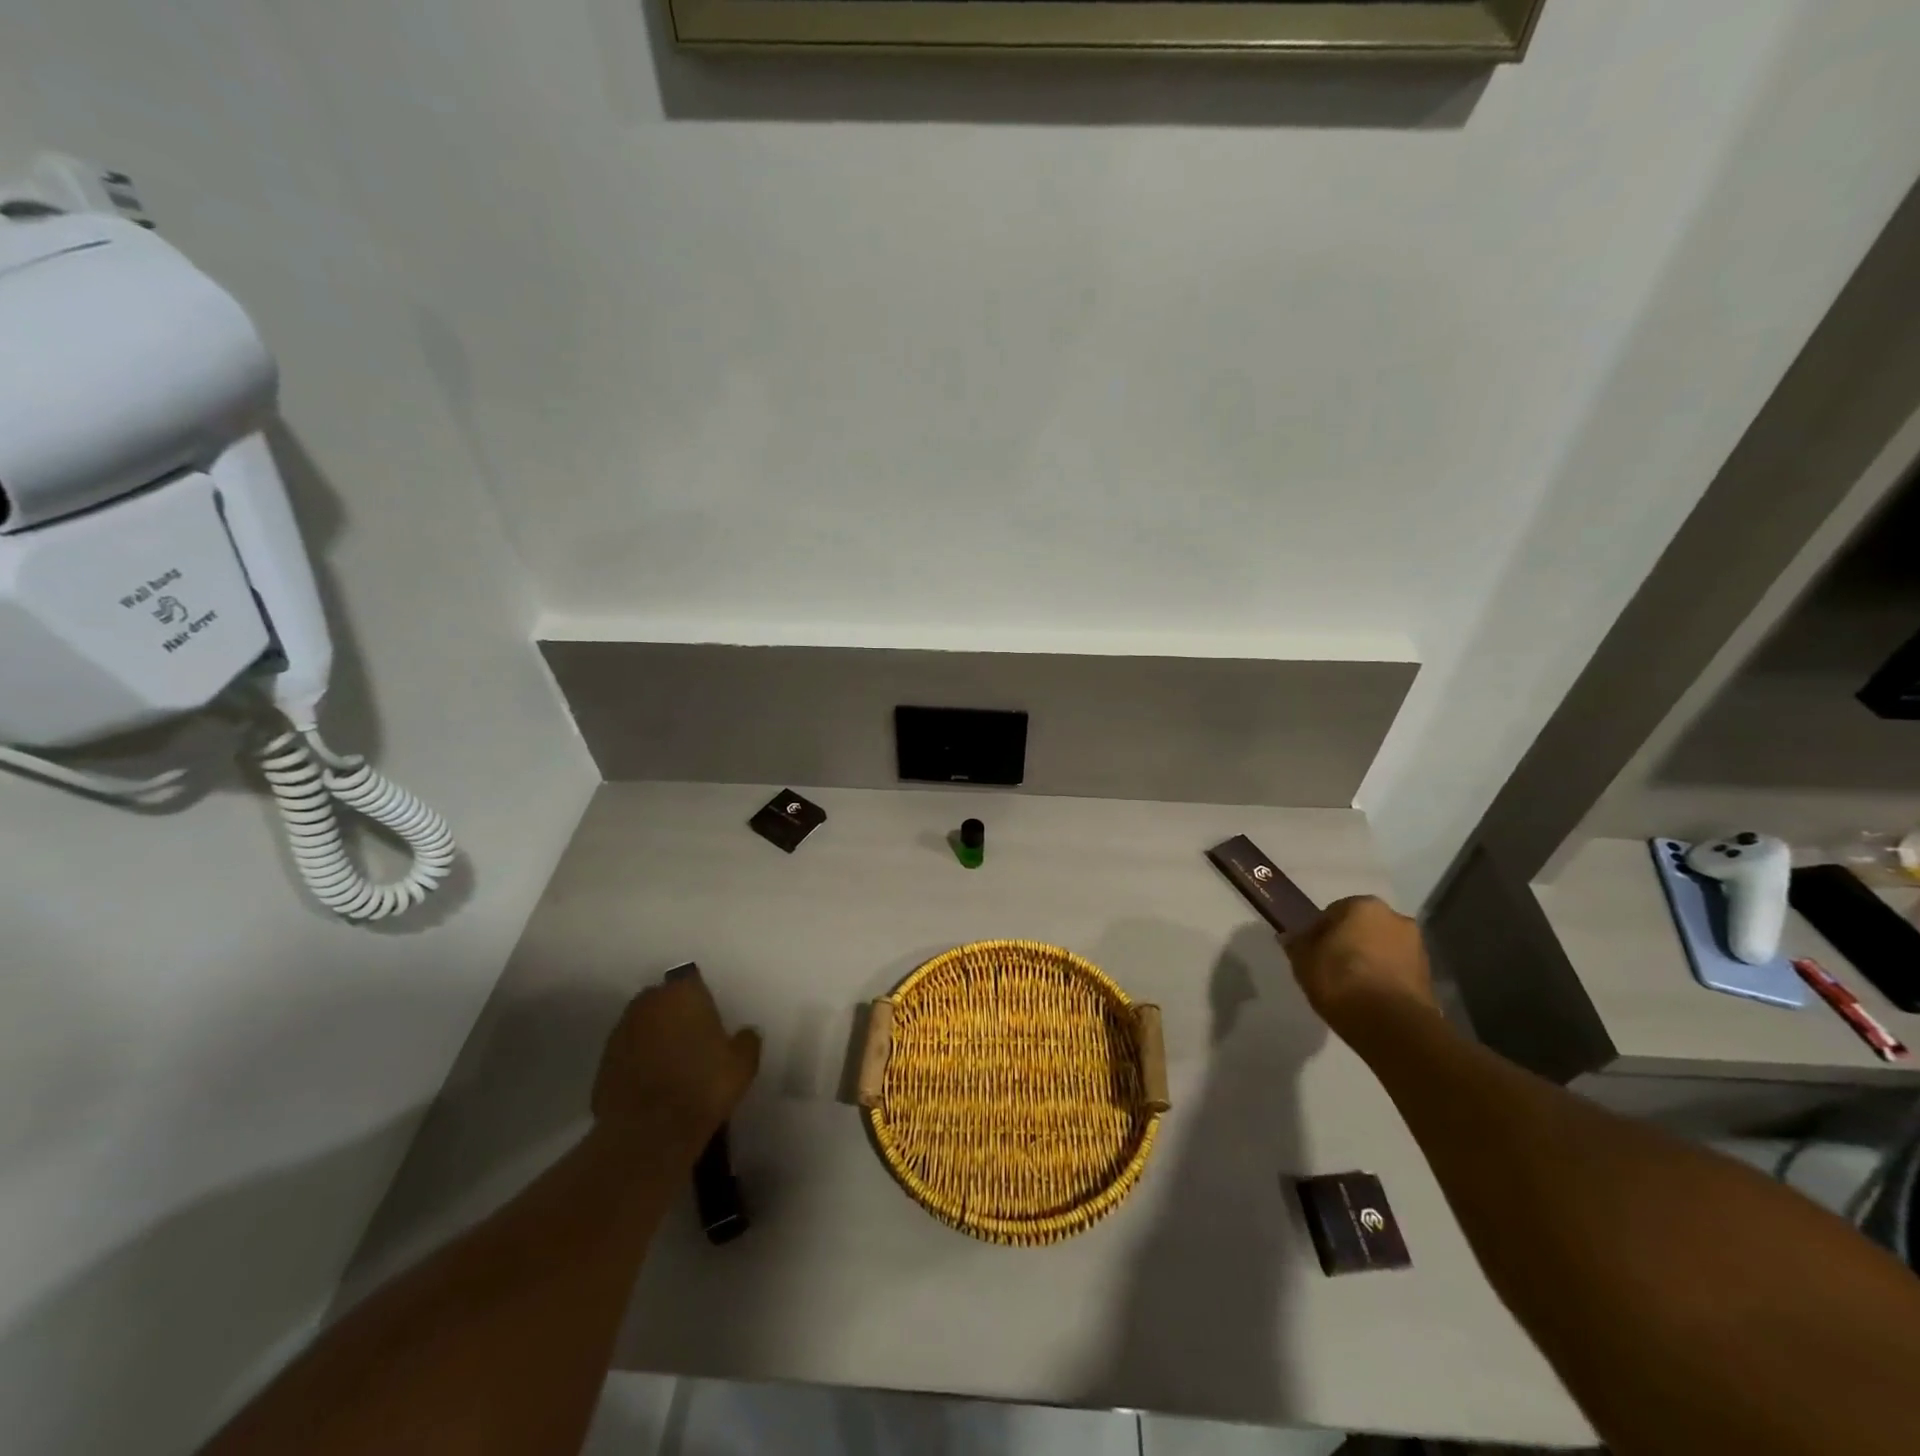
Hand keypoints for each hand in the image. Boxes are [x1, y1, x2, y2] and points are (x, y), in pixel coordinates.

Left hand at [592, 974, 760, 1153]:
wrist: (649, 1132)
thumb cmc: (703, 1085)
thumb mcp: (743, 1063)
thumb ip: (747, 1040)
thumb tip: (746, 1033)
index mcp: (683, 993)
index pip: (692, 981)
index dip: (701, 1000)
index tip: (710, 1020)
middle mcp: (648, 1003)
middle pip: (664, 1000)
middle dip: (674, 1014)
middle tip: (692, 1040)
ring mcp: (621, 1032)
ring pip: (643, 1026)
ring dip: (654, 1037)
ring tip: (671, 1065)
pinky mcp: (603, 1062)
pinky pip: (628, 1053)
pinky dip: (638, 1062)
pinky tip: (652, 1084)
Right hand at [1284, 896, 1438, 1031]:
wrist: (1393, 1026)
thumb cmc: (1341, 981)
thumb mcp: (1303, 961)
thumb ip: (1296, 944)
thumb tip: (1291, 936)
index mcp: (1363, 905)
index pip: (1332, 912)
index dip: (1318, 933)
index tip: (1311, 953)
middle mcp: (1395, 917)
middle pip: (1361, 928)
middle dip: (1348, 943)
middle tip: (1331, 967)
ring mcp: (1417, 946)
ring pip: (1381, 948)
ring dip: (1368, 960)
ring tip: (1351, 987)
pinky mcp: (1429, 975)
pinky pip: (1396, 969)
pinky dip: (1383, 977)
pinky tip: (1369, 997)